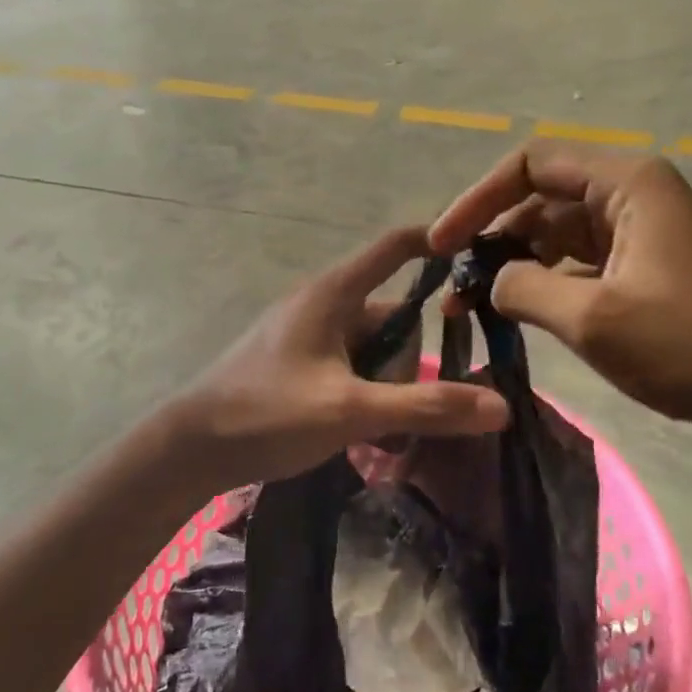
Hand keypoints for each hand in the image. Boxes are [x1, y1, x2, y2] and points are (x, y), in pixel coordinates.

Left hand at [168, 227, 508, 492]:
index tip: (481, 258)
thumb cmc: (267, 414)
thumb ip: (425, 407)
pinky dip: (367, 394)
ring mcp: (308, 336)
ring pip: (374, 349)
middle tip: (409, 410)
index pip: (395, 246)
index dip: (438, 242)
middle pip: (393, 315)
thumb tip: (501, 406)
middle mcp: (323, 305)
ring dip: (389, 387)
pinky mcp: (299, 364)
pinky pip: (351, 368)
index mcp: (333, 293)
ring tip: (384, 433)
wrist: (190, 449)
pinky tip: (366, 435)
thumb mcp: (350, 411)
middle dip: (411, 362)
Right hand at [430, 147, 691, 454]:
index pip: (530, 165)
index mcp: (626, 183)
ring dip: (515, 268)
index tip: (441, 247)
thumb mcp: (596, 318)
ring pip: (558, 238)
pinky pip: (581, 268)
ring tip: (474, 310)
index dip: (477, 200)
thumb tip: (491, 282)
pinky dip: (546, 288)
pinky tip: (519, 319)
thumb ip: (525, 289)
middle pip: (541, 201)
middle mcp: (632, 197)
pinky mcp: (647, 275)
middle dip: (492, 240)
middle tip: (453, 289)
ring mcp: (642, 237)